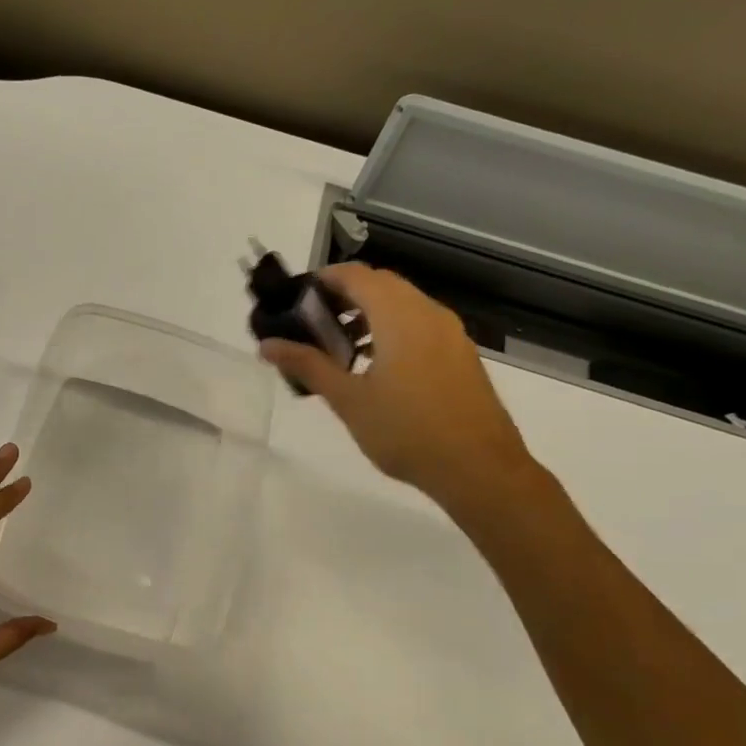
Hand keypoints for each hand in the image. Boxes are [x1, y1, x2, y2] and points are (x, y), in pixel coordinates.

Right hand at [260, 263, 537, 510]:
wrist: (479, 470)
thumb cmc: (406, 432)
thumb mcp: (348, 400)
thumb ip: (307, 365)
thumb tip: (267, 344)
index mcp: (400, 317)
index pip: (356, 275)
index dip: (322, 279)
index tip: (293, 299)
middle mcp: (428, 314)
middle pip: (380, 285)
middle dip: (342, 296)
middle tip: (309, 325)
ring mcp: (449, 334)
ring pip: (401, 304)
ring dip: (366, 314)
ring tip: (336, 349)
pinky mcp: (459, 354)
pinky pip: (418, 324)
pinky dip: (389, 330)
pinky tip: (372, 367)